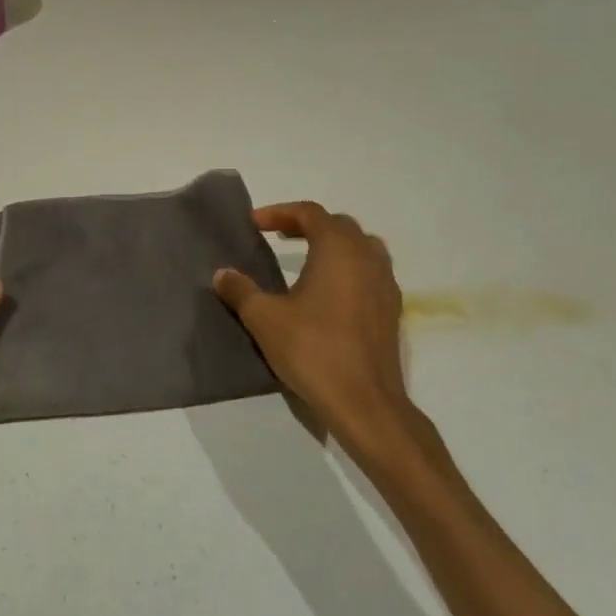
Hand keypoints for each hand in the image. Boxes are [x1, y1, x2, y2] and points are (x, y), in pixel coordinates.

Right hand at [213, 202, 442, 467]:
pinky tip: (328, 292)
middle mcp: (367, 258)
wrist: (365, 403)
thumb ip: (241, 290)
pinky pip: (370, 272)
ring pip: (360, 247)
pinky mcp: (392, 310)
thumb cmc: (313, 350)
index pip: (310, 213)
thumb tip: (222, 274)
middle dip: (307, 224)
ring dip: (332, 245)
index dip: (279, 212)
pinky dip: (348, 268)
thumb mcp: (264, 318)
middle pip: (339, 225)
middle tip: (278, 236)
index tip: (254, 224)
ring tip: (306, 259)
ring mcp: (386, 284)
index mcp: (338, 249)